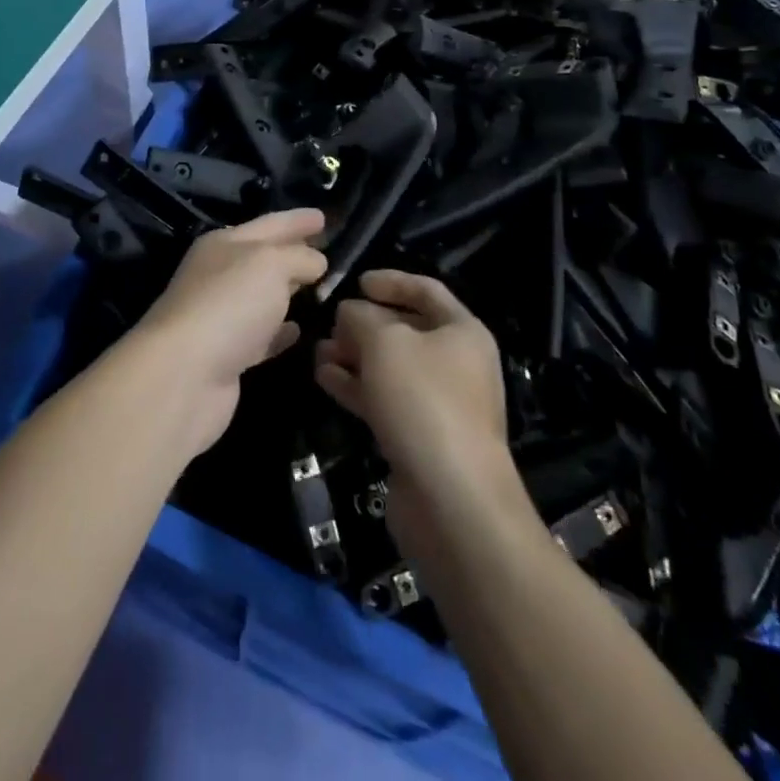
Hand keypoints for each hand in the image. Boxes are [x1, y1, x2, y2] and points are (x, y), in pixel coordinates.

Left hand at [131, 208, 327, 451]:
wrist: (184, 374)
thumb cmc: (229, 303)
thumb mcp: (271, 264)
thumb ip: (299, 257)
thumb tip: (316, 261)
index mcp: (224, 244)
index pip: (270, 223)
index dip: (297, 219)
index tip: (324, 216)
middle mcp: (220, 275)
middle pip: (264, 258)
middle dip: (294, 252)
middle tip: (328, 251)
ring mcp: (222, 315)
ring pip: (263, 296)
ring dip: (289, 292)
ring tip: (321, 288)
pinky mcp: (228, 354)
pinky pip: (262, 335)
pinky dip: (280, 331)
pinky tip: (300, 330)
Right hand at [313, 271, 508, 504]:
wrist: (452, 499)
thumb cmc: (423, 400)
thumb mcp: (384, 342)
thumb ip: (360, 317)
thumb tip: (350, 312)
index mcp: (462, 332)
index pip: (426, 290)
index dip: (391, 281)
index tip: (356, 281)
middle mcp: (456, 363)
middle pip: (405, 329)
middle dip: (364, 323)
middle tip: (328, 321)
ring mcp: (438, 403)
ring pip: (390, 367)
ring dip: (354, 355)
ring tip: (317, 350)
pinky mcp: (419, 436)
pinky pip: (384, 399)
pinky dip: (355, 386)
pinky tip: (323, 377)